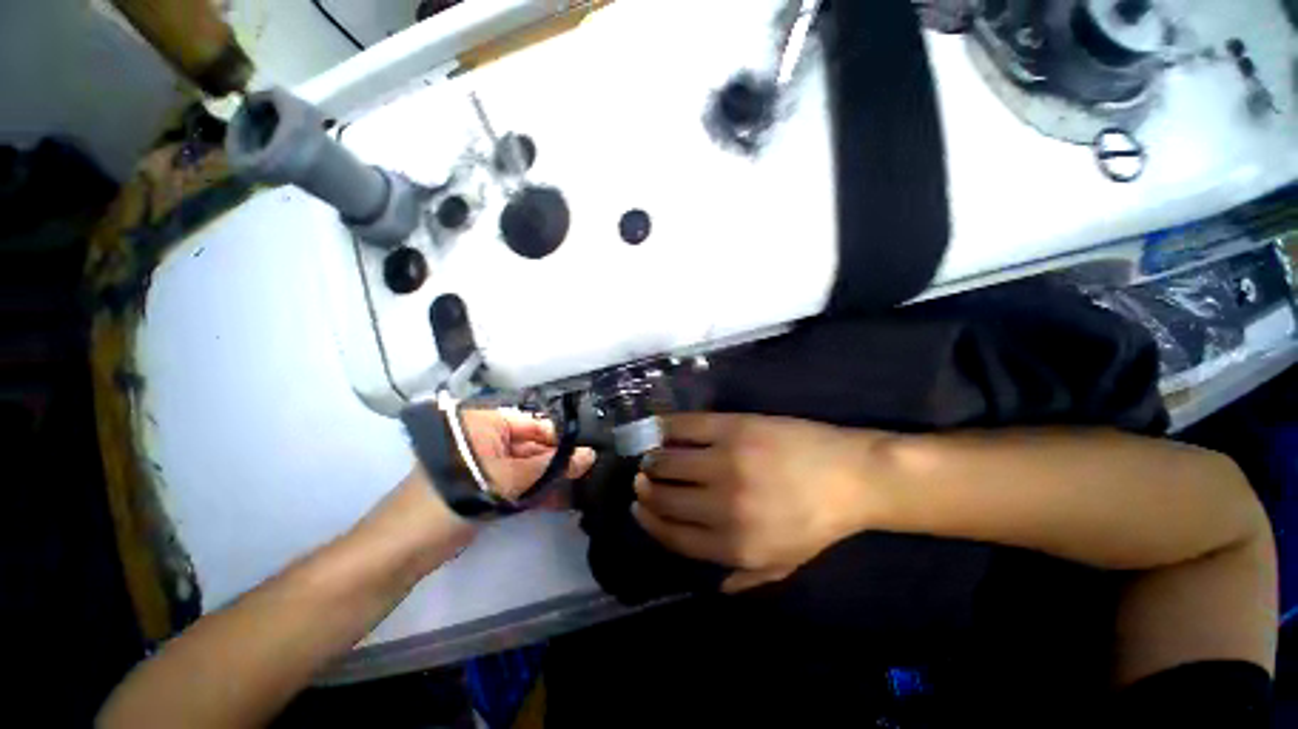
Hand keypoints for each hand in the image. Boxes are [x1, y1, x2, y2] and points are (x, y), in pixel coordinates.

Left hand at [461, 408, 595, 501]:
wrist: (405, 548)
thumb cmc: (454, 498)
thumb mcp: (508, 479)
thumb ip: (552, 467)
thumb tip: (590, 455)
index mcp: (487, 424)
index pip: (535, 425)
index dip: (562, 439)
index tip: (590, 451)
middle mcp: (488, 439)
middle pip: (533, 447)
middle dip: (559, 462)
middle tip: (590, 471)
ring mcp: (487, 464)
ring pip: (528, 467)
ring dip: (552, 479)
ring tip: (582, 487)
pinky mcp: (486, 487)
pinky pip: (519, 484)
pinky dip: (537, 492)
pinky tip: (562, 501)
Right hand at [633, 414, 898, 592]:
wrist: (853, 476)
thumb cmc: (819, 522)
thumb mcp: (786, 563)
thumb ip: (746, 578)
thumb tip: (712, 586)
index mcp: (736, 545)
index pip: (673, 535)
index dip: (650, 521)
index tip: (639, 508)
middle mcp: (724, 505)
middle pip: (665, 498)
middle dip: (645, 489)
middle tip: (641, 479)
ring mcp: (727, 461)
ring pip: (669, 461)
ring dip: (651, 460)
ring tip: (650, 457)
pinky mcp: (734, 428)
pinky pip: (686, 426)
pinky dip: (666, 427)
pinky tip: (659, 429)